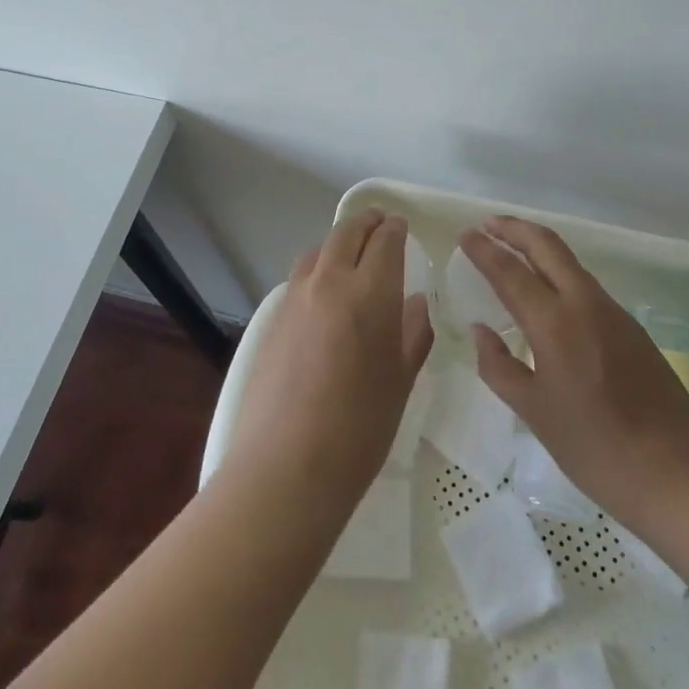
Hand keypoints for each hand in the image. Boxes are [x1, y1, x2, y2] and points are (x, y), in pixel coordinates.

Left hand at [225, 210, 433, 513]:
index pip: (385, 240)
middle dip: (367, 223)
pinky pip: (300, 277)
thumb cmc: (360, 427)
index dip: (395, 228)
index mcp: (370, 291)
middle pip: (347, 232)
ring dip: (338, 242)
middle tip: (380, 224)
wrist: (287, 465)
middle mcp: (330, 281)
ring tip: (351, 256)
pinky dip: (317, 269)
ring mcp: (296, 298)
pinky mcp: (273, 318)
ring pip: (319, 250)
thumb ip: (412, 333)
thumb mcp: (401, 381)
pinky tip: (324, 295)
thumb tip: (415, 302)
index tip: (401, 226)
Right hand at [462, 216, 688, 531]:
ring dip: (537, 247)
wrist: (677, 472)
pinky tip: (547, 292)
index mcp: (555, 323)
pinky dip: (558, 272)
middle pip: (546, 246)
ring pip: (569, 262)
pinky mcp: (631, 327)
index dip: (484, 249)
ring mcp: (613, 312)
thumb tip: (480, 330)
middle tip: (486, 224)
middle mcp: (584, 304)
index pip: (510, 271)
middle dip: (514, 229)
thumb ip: (499, 366)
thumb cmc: (595, 448)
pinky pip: (585, 284)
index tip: (464, 234)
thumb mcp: (534, 412)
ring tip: (511, 250)